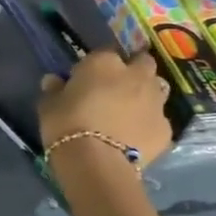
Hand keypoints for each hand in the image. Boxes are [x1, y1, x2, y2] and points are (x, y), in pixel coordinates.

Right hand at [37, 50, 173, 167]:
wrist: (97, 163)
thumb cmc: (66, 125)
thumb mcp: (48, 105)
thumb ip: (54, 89)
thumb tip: (54, 81)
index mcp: (105, 63)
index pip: (105, 52)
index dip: (97, 64)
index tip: (86, 78)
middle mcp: (136, 76)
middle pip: (142, 62)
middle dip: (133, 70)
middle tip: (116, 87)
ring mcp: (156, 102)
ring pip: (157, 88)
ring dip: (146, 94)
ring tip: (129, 111)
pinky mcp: (166, 128)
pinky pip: (158, 119)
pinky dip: (148, 124)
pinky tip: (134, 137)